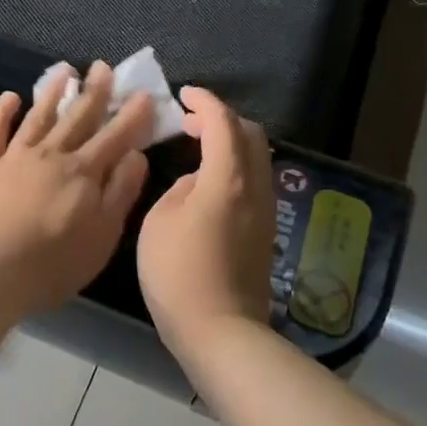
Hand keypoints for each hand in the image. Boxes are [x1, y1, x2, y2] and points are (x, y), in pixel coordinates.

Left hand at [0, 64, 152, 321]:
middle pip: (77, 118)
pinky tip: (10, 97)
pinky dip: (2, 112)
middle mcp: (51, 155)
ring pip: (38, 117)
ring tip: (65, 71)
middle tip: (103, 67)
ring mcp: (14, 157)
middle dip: (94, 92)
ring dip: (52, 93)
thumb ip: (120, 193)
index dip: (131, 115)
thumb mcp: (102, 236)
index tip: (143, 94)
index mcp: (83, 173)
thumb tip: (136, 155)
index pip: (114, 137)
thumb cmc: (52, 264)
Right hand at [137, 86, 275, 349]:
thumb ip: (179, 188)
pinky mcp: (265, 231)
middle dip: (222, 119)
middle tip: (190, 122)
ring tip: (198, 148)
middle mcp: (256, 187)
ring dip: (231, 143)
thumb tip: (197, 182)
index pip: (224, 123)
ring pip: (257, 158)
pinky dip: (235, 165)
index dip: (205, 102)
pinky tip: (210, 181)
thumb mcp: (160, 220)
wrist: (220, 331)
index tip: (184, 95)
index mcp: (228, 179)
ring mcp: (265, 210)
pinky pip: (255, 180)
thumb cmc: (178, 273)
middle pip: (251, 134)